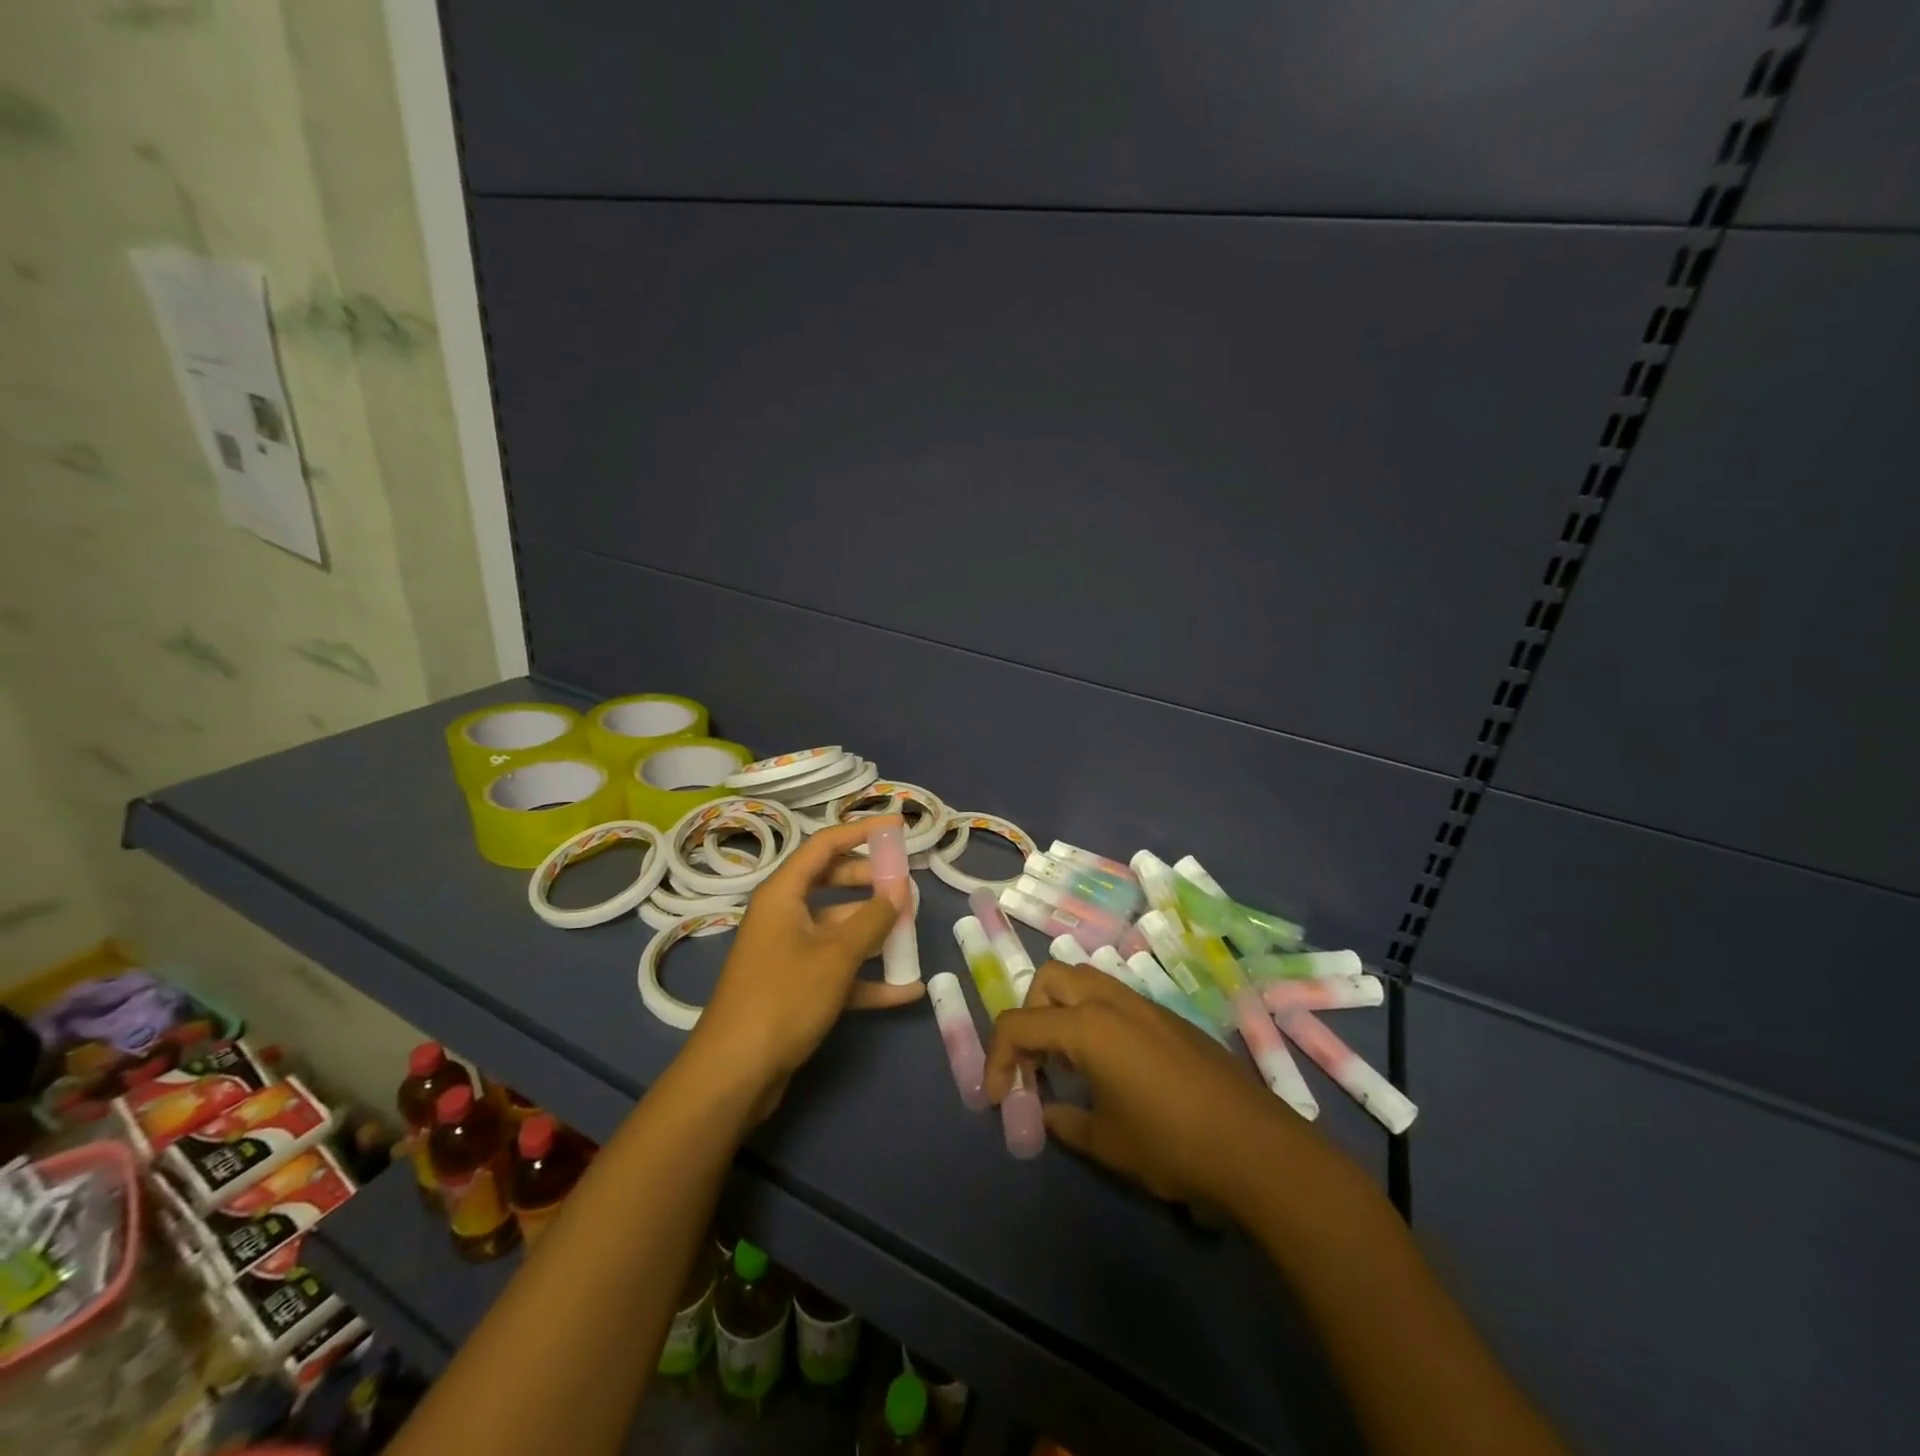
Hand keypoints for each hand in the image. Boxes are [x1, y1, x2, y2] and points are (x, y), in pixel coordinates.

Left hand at [691, 815, 923, 1115]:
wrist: (735, 1074)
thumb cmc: (784, 999)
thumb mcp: (836, 956)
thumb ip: (872, 920)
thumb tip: (899, 891)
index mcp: (783, 894)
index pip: (825, 845)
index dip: (862, 832)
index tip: (898, 827)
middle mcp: (784, 916)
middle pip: (832, 883)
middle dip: (871, 882)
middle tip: (907, 884)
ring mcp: (789, 953)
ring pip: (838, 928)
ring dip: (873, 930)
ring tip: (912, 932)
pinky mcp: (796, 988)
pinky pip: (837, 970)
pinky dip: (867, 977)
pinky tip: (907, 989)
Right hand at [984, 960, 1329, 1207]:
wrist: (1255, 1147)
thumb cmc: (1171, 1144)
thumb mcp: (1106, 1142)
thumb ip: (1064, 1122)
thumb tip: (1046, 1112)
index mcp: (1087, 1026)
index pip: (1019, 1024)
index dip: (997, 1059)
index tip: (998, 1098)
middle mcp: (1111, 1001)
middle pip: (1049, 979)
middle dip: (1029, 1015)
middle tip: (1035, 1065)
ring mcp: (1144, 1005)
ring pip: (1084, 980)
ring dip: (1062, 1010)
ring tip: (1067, 1063)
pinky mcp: (1168, 1018)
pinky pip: (1115, 999)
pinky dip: (1093, 1018)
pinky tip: (1108, 1067)